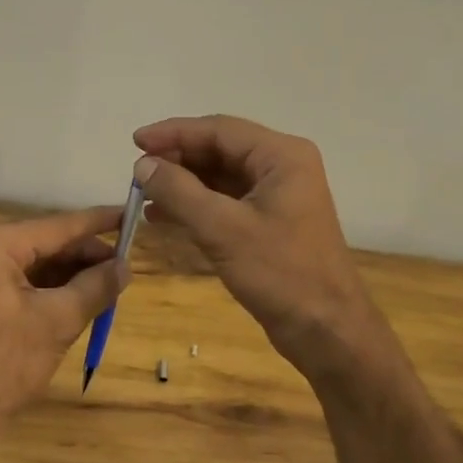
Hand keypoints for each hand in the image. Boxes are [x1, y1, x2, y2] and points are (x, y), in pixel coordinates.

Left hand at [0, 206, 127, 448]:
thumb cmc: (3, 365)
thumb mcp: (57, 322)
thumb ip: (96, 287)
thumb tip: (126, 266)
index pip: (58, 226)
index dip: (99, 222)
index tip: (131, 214)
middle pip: (45, 243)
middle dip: (85, 256)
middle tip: (125, 269)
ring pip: (34, 263)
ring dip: (70, 274)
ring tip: (108, 287)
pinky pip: (19, 281)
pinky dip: (50, 289)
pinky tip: (79, 300)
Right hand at [132, 115, 380, 376]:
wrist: (327, 332)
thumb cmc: (280, 274)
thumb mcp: (222, 229)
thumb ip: (179, 191)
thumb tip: (143, 165)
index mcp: (281, 156)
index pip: (219, 130)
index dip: (174, 133)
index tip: (135, 141)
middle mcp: (282, 167)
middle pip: (220, 150)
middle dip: (177, 159)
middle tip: (137, 172)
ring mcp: (278, 195)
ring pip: (220, 176)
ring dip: (182, 183)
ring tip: (143, 195)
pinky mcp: (270, 222)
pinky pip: (226, 201)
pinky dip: (195, 205)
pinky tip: (162, 216)